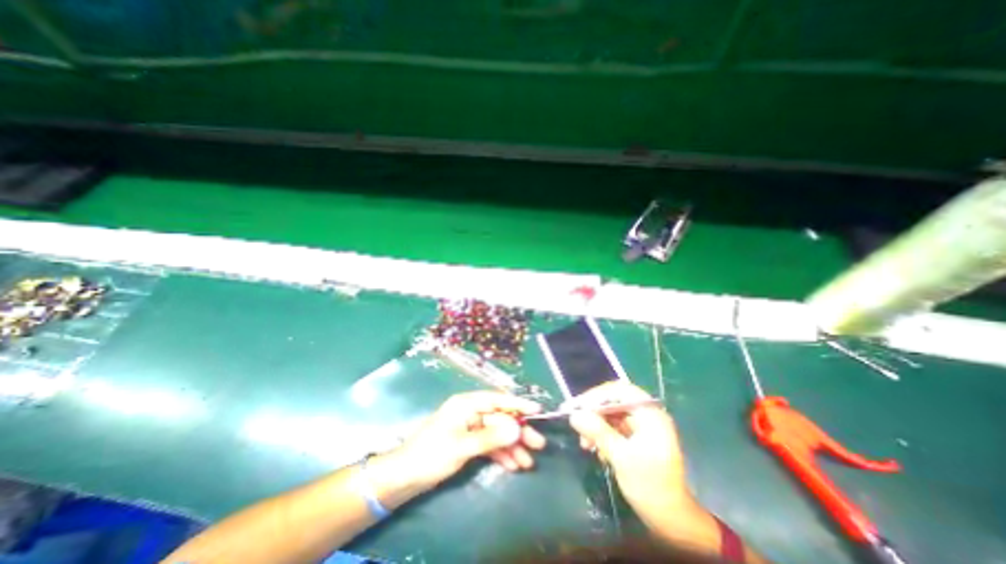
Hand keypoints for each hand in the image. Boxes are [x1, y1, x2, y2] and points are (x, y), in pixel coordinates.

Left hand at [396, 389, 547, 491]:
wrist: (404, 476)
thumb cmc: (432, 454)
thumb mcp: (463, 446)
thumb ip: (491, 437)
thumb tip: (517, 429)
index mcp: (467, 404)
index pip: (497, 399)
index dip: (518, 404)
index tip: (537, 410)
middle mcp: (470, 412)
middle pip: (500, 418)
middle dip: (518, 432)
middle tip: (538, 444)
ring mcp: (469, 427)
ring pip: (496, 433)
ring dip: (512, 447)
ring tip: (528, 462)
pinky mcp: (467, 442)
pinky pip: (489, 444)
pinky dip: (500, 454)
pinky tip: (512, 465)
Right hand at [564, 383, 701, 523]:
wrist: (673, 521)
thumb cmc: (651, 487)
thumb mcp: (621, 457)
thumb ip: (598, 432)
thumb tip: (574, 415)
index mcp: (650, 414)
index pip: (619, 391)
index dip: (596, 395)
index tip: (576, 406)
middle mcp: (646, 415)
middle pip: (613, 402)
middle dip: (593, 413)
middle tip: (575, 422)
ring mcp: (642, 427)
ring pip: (611, 415)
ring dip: (595, 426)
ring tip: (584, 444)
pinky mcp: (636, 438)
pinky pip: (614, 428)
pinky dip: (602, 435)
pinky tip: (595, 449)